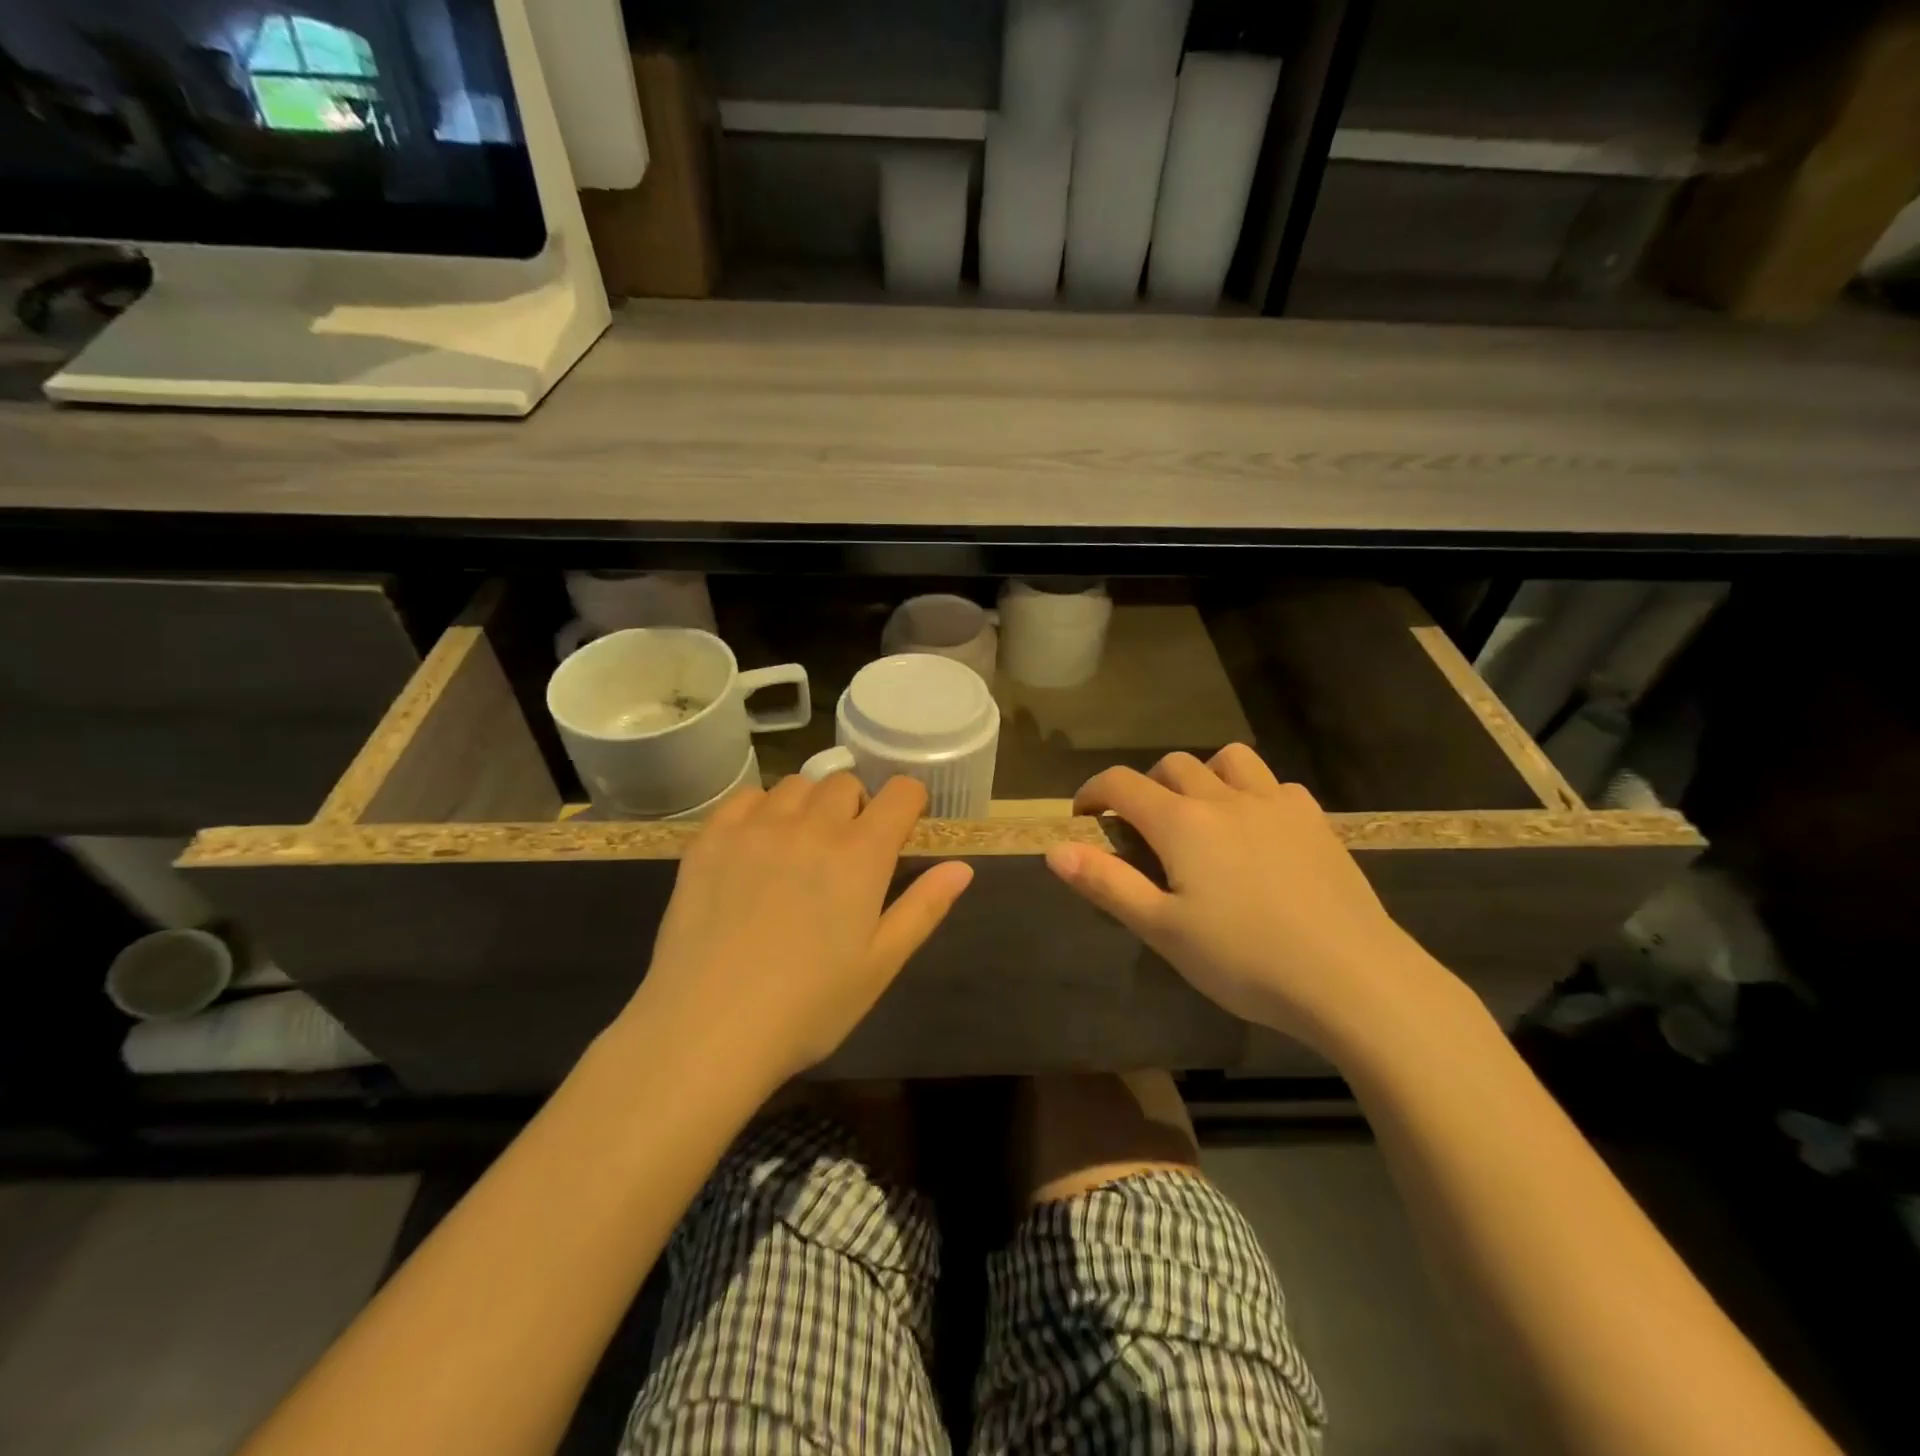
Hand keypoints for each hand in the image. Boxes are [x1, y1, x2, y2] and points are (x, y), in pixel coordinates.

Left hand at [633, 774, 973, 1087]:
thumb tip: (963, 866)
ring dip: (809, 806)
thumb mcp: (880, 965)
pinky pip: (745, 798)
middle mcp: (812, 826)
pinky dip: (761, 809)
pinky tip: (756, 846)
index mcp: (861, 855)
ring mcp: (756, 828)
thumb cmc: (808, 1007)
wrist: (707, 1030)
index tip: (904, 825)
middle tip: (847, 851)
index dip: (910, 801)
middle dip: (857, 806)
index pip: (900, 793)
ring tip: (799, 847)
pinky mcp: (711, 840)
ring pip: (796, 785)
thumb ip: (923, 907)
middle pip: (845, 783)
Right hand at [1047, 745, 1453, 1054]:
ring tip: (1202, 815)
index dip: (1093, 793)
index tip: (1084, 817)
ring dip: (1203, 776)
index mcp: (1182, 823)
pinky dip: (1254, 794)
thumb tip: (1056, 849)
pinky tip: (1259, 831)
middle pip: (1173, 766)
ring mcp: (1277, 805)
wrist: (1353, 979)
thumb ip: (1107, 884)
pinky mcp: (1316, 822)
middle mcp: (1226, 799)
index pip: (1121, 784)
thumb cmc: (1245, 960)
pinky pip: (1276, 785)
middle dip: (1146, 787)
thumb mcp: (1163, 930)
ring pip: (1229, 760)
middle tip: (1142, 830)